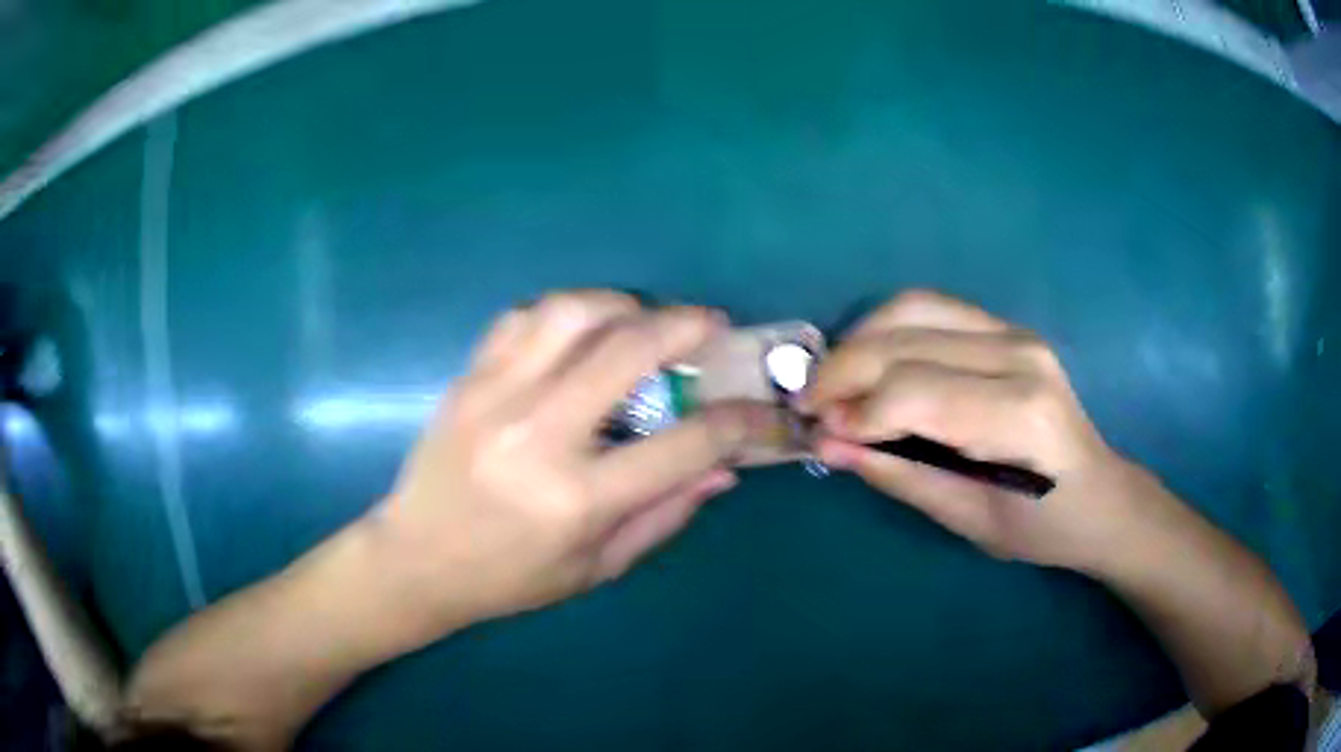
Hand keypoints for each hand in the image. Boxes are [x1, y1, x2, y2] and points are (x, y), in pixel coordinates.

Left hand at [363, 291, 764, 640]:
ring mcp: (495, 396)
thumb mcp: (598, 566)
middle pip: (629, 349)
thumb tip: (725, 466)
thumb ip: (666, 512)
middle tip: (712, 325)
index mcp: (578, 498)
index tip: (765, 409)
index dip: (742, 421)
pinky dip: (565, 312)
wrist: (416, 559)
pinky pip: (523, 317)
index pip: (686, 443)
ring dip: (623, 304)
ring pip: (571, 312)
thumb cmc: (510, 577)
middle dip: (687, 325)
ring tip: (645, 320)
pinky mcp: (467, 377)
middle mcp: (538, 434)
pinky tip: (581, 332)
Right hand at [804, 290, 1147, 570]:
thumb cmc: (1042, 526)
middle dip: (843, 371)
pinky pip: (931, 310)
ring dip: (860, 340)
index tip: (820, 435)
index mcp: (1020, 415)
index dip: (856, 411)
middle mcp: (1019, 355)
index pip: (916, 392)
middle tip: (808, 407)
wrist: (1100, 495)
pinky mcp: (1007, 328)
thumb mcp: (969, 521)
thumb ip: (901, 475)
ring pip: (912, 309)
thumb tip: (829, 445)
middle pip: (906, 341)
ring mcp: (1015, 332)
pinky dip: (888, 331)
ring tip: (835, 383)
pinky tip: (872, 364)